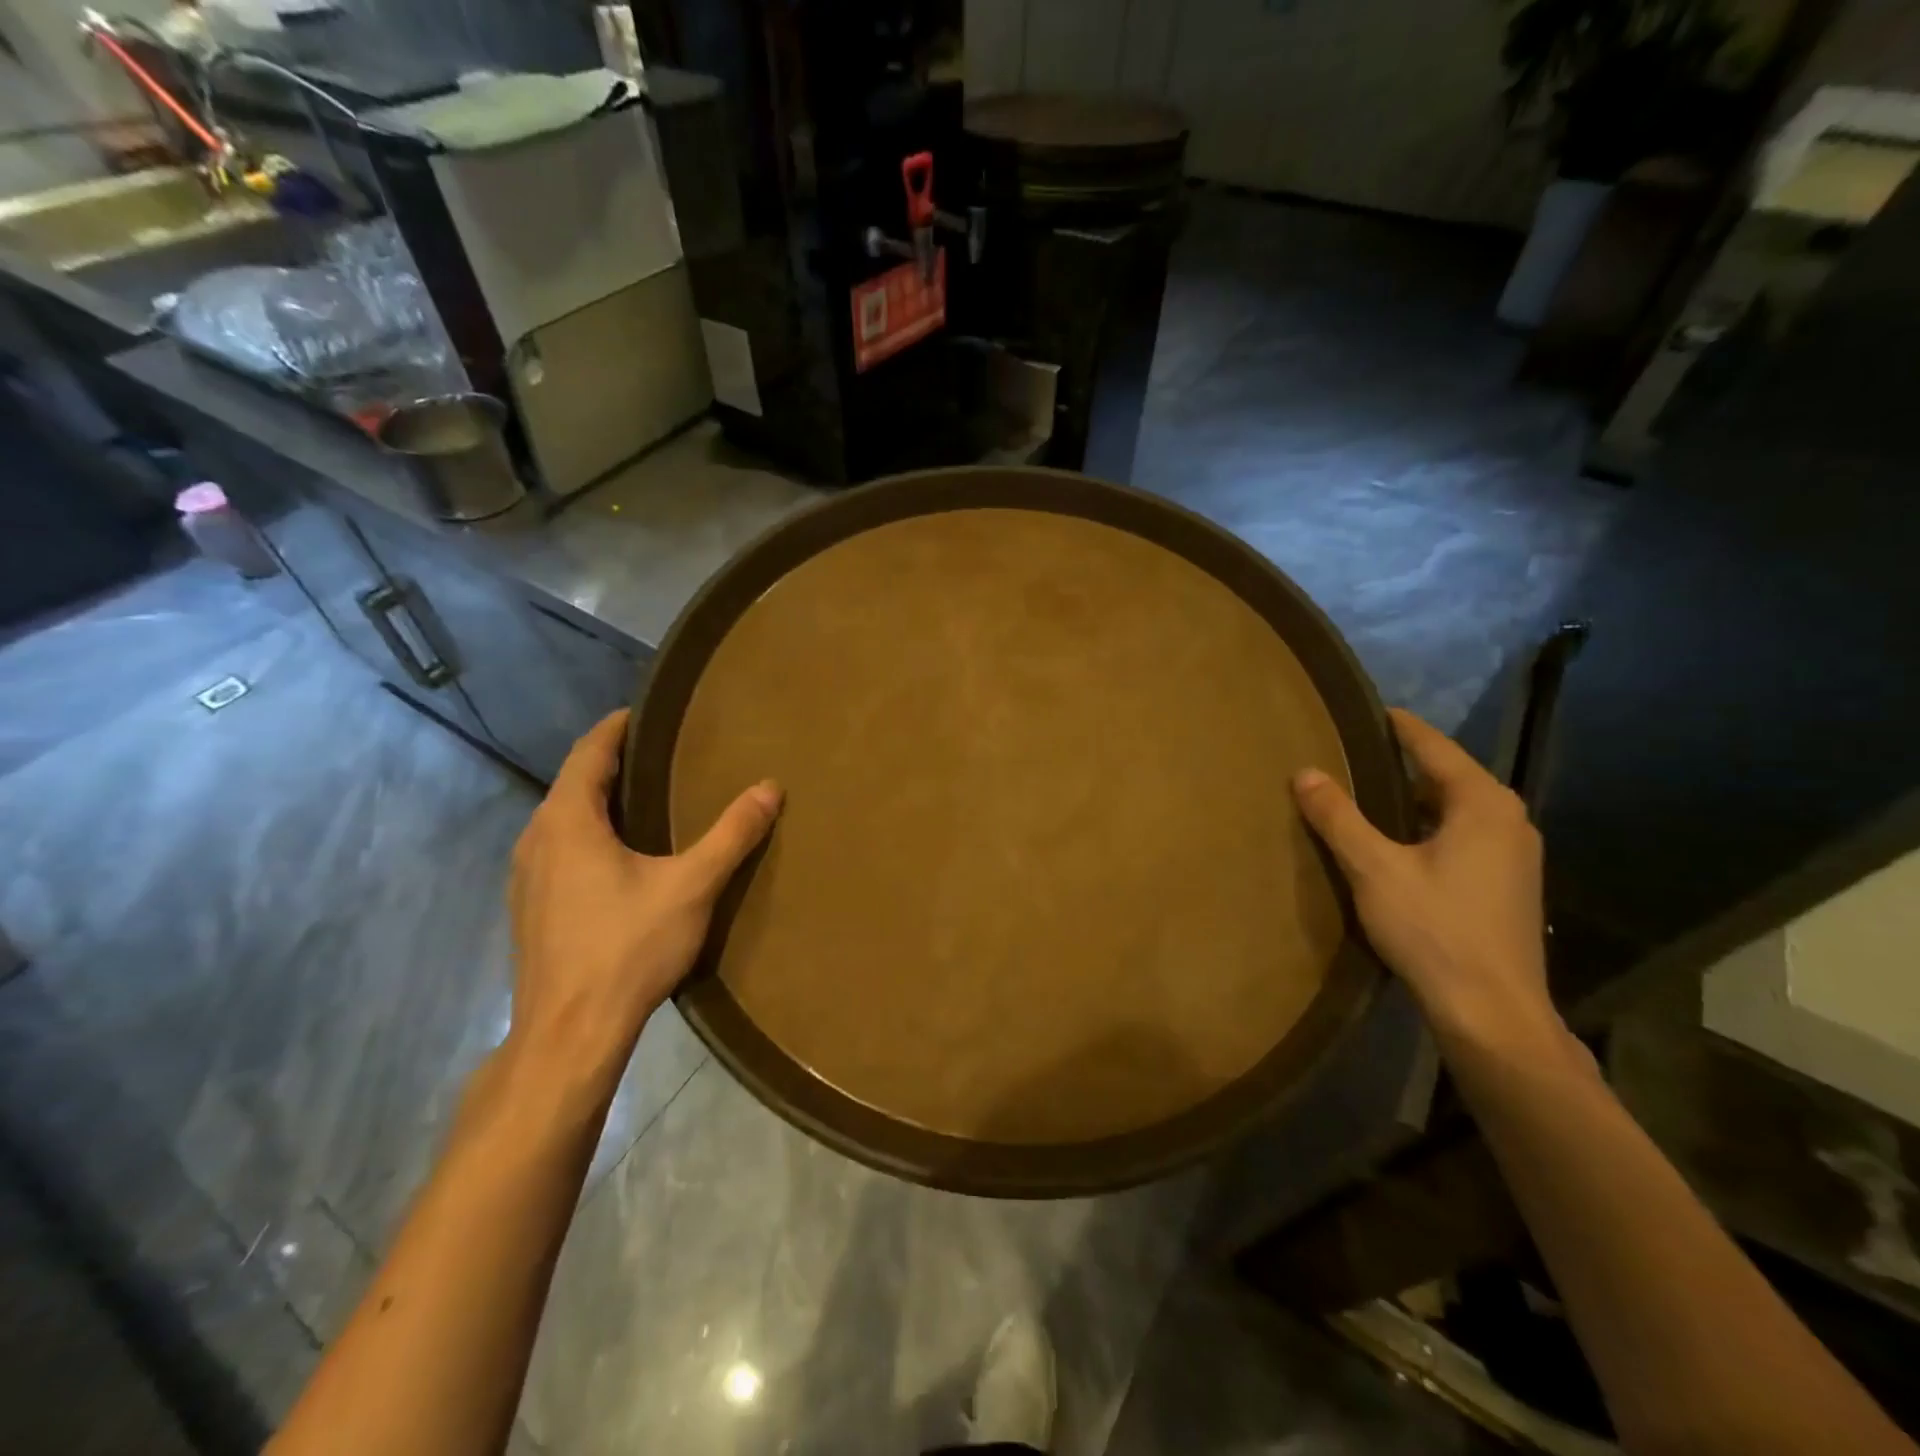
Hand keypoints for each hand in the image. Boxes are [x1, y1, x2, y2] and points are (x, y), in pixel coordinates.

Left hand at [505, 710, 780, 1090]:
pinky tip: (618, 858)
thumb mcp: (692, 886)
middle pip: (574, 783)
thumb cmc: (627, 948)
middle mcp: (536, 838)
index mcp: (568, 821)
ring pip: (563, 819)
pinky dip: (587, 835)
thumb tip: (770, 787)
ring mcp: (525, 876)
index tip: (647, 714)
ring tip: (645, 801)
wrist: (569, 1033)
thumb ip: (732, 834)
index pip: (589, 752)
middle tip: (661, 756)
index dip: (617, 728)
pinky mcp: (529, 908)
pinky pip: (558, 850)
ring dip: (598, 801)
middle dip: (613, 764)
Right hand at [1292, 709, 1564, 1059]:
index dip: (1398, 726)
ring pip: (1454, 809)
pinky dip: (1426, 827)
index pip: (1434, 746)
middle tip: (1351, 753)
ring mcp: (1514, 855)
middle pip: (1447, 776)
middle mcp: (1508, 820)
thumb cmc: (1435, 930)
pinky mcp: (1508, 885)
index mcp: (1483, 804)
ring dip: (1412, 799)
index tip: (1367, 709)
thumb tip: (1305, 772)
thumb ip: (1338, 817)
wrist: (1493, 1014)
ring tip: (1363, 793)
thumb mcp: (1374, 868)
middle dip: (1401, 763)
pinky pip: (1462, 835)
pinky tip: (1395, 843)